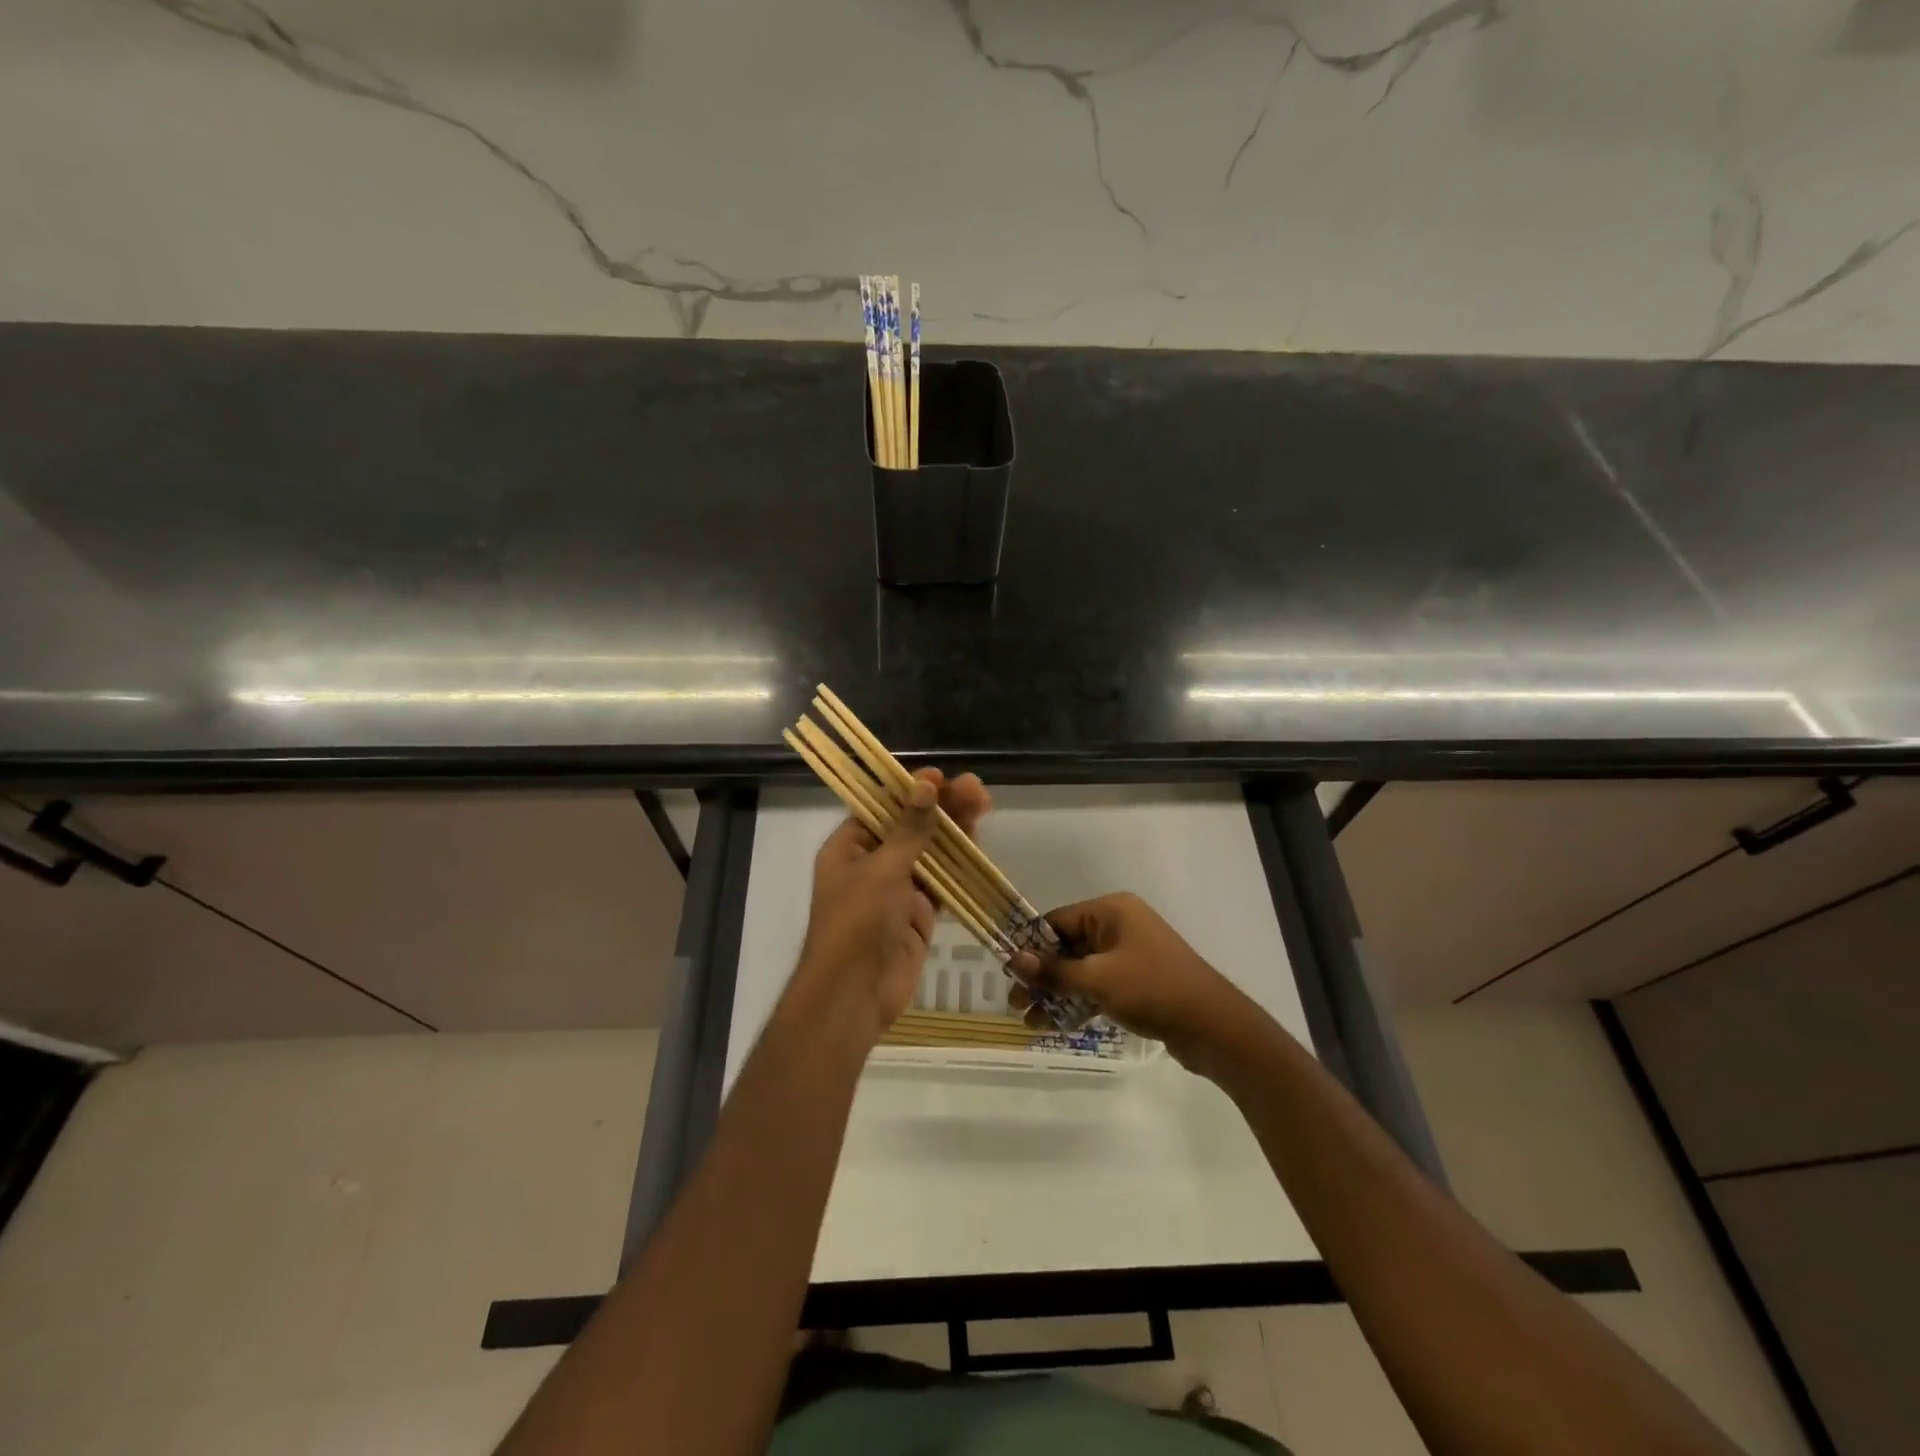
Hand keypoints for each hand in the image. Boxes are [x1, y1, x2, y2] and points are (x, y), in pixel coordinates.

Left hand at [782, 768, 991, 1053]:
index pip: (880, 808)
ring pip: (930, 853)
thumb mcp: (882, 869)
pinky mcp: (918, 915)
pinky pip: (942, 884)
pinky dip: (959, 865)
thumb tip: (926, 784)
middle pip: (910, 827)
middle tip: (975, 788)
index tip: (939, 777)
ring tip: (983, 804)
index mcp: (849, 848)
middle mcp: (872, 864)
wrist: (855, 994)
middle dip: (941, 807)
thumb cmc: (857, 922)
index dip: (909, 790)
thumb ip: (910, 829)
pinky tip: (979, 842)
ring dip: (955, 831)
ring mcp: (896, 890)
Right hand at [1010, 892, 1255, 1073]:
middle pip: (1067, 946)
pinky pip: (1097, 986)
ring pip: (1081, 970)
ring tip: (1031, 1021)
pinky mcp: (1137, 982)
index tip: (1008, 972)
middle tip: (1016, 1002)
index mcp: (1111, 911)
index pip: (1058, 921)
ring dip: (1056, 994)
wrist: (1212, 1026)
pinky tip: (1056, 1025)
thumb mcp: (1097, 979)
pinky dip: (1078, 1002)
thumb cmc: (1152, 989)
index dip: (1031, 946)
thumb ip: (1055, 971)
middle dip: (1042, 975)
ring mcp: (1129, 954)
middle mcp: (1119, 926)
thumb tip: (1015, 959)